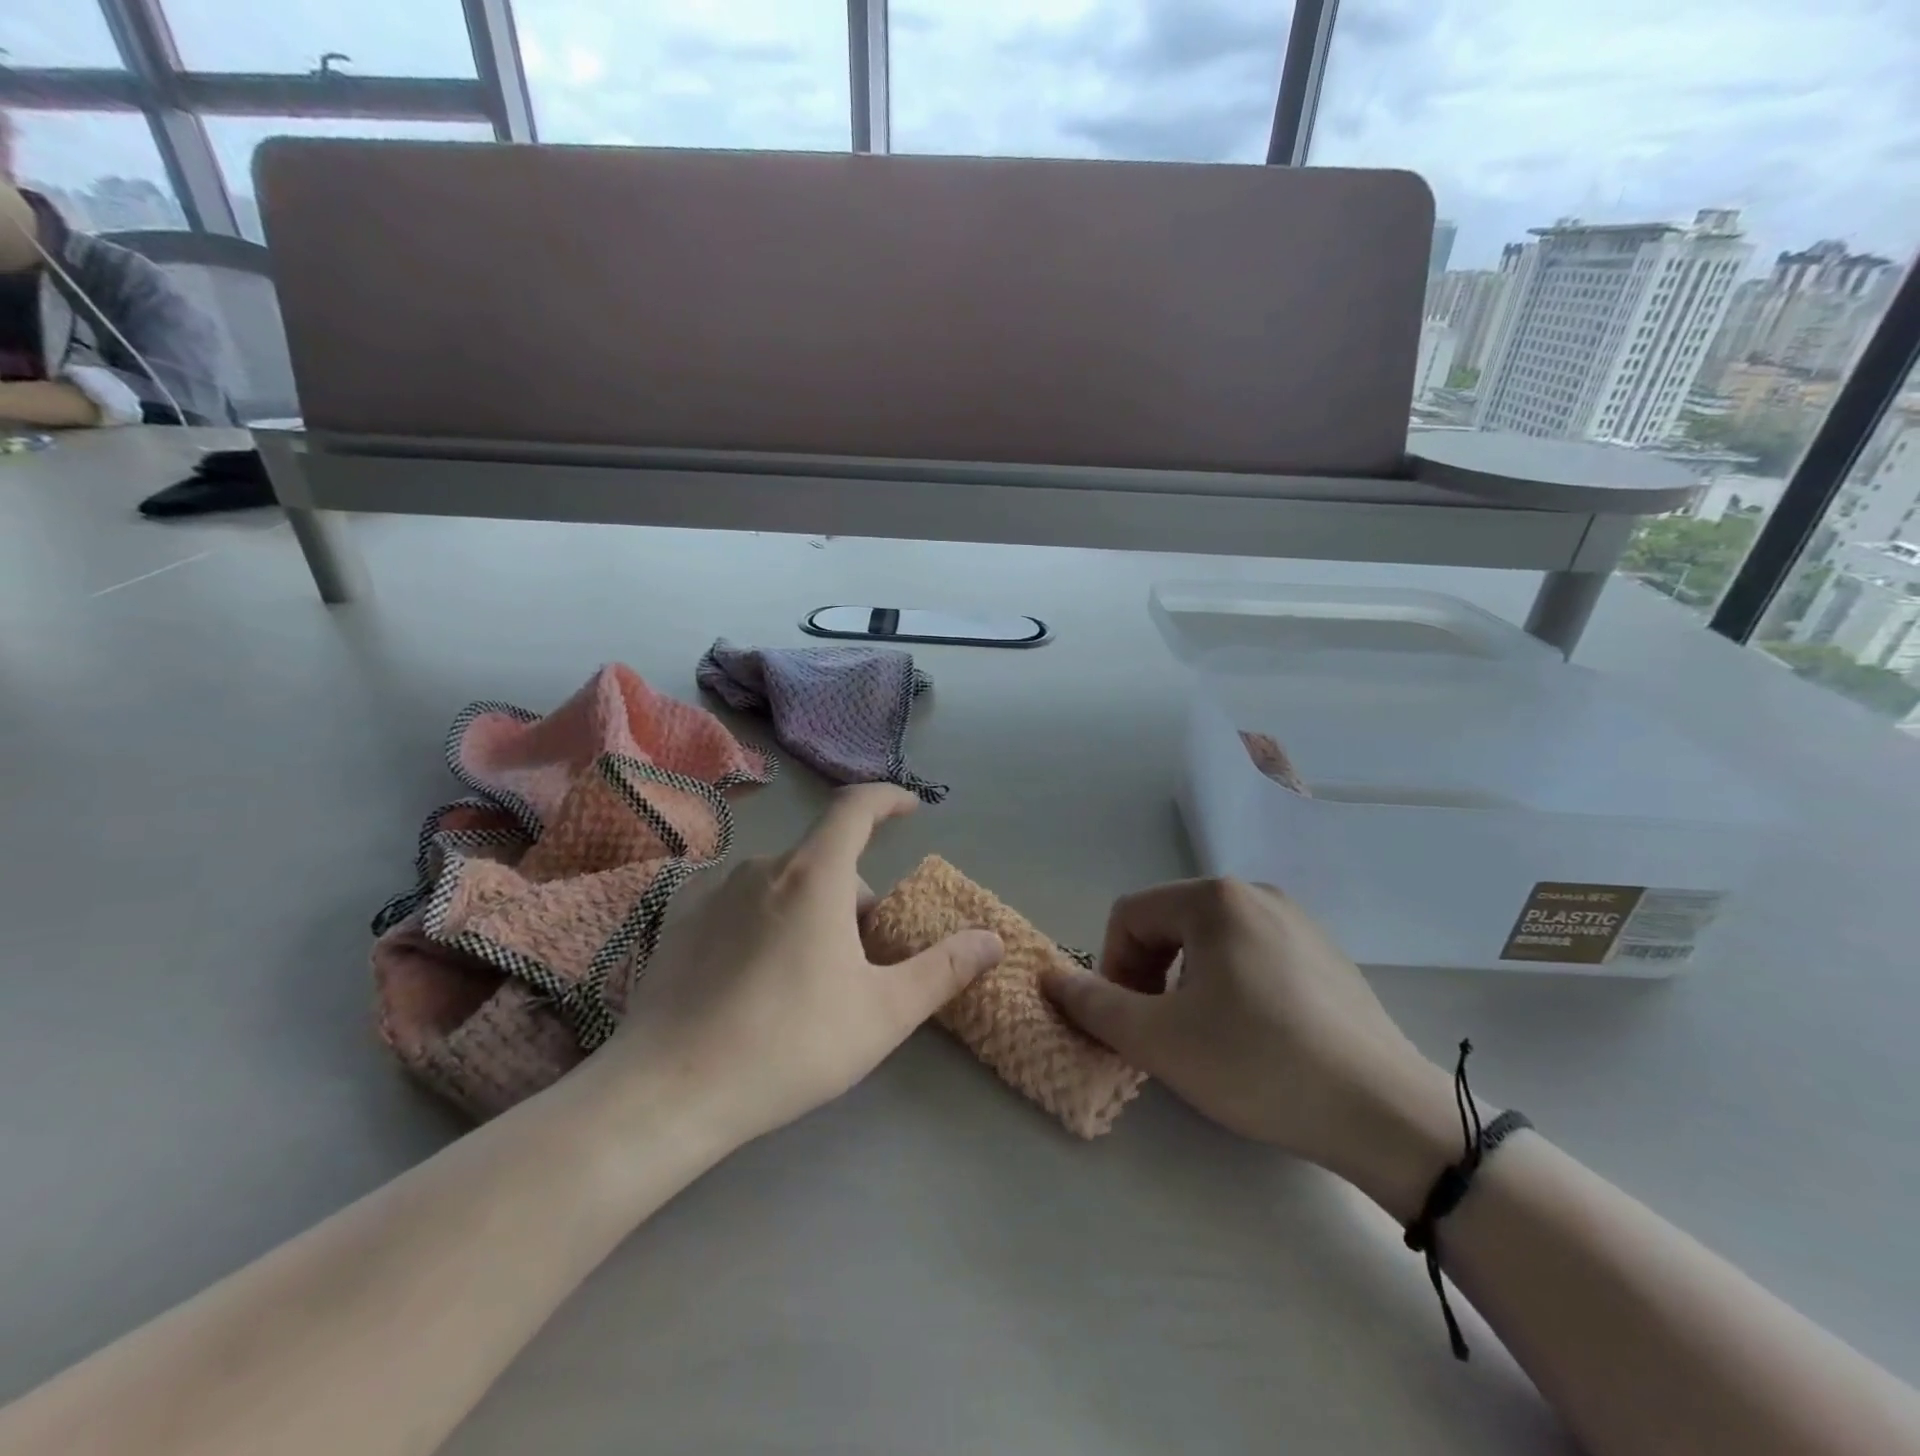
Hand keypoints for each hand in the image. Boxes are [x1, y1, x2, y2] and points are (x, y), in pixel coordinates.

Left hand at [596, 785, 1003, 1149]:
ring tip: (810, 977)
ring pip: (784, 883)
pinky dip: (767, 919)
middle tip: (865, 961)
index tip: (911, 807)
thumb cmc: (789, 1044)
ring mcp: (713, 890)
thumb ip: (943, 970)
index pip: (856, 807)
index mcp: (814, 875)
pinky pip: (742, 901)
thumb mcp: (883, 1013)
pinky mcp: (679, 919)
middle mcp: (762, 867)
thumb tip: (993, 940)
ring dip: (811, 910)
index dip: (888, 798)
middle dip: (856, 897)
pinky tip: (756, 977)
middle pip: (826, 861)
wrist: (668, 1092)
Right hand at [1042, 879, 1456, 1215]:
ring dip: (1186, 981)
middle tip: (1160, 1030)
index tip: (1126, 1020)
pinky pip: (1253, 954)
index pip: (1130, 916)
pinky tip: (1254, 1035)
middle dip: (1148, 974)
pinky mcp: (1325, 953)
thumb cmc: (1259, 1064)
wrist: (1386, 1112)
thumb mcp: (1160, 1040)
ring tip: (1205, 1036)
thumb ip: (1095, 1004)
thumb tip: (1049, 977)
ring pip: (1210, 940)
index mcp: (1214, 899)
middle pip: (1169, 924)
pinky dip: (1230, 985)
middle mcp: (1255, 893)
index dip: (1111, 966)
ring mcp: (1297, 921)